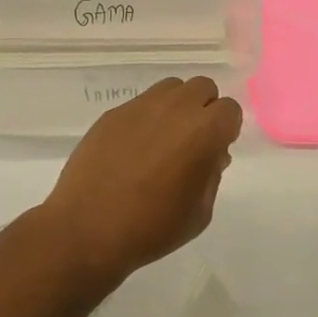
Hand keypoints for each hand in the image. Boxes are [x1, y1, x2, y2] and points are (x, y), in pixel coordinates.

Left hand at [42, 76, 242, 285]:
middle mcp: (175, 108)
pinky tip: (134, 148)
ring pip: (171, 88)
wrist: (87, 229)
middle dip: (204, 109)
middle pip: (203, 87)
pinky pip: (141, 103)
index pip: (230, 109)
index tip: (215, 151)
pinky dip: (147, 118)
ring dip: (177, 107)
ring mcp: (141, 106)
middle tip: (193, 142)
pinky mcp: (113, 113)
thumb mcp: (199, 212)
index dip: (226, 129)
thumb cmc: (151, 228)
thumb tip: (211, 155)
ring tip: (164, 140)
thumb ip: (212, 175)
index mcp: (203, 131)